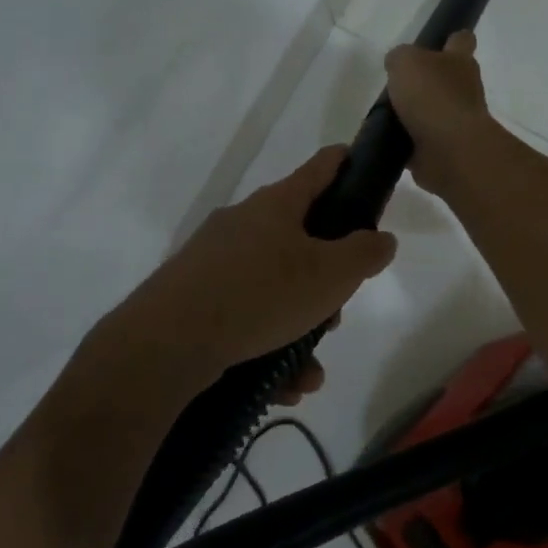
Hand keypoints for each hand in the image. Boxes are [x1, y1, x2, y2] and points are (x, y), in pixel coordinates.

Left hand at [116, 146, 397, 377]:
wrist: (166, 342)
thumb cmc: (260, 293)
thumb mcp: (331, 275)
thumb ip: (365, 253)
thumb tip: (381, 238)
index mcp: (277, 205)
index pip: (321, 167)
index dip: (346, 163)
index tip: (361, 164)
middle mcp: (244, 223)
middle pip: (301, 237)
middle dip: (327, 278)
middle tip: (335, 311)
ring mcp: (215, 260)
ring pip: (275, 286)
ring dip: (300, 325)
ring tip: (309, 368)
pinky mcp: (195, 296)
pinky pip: (247, 314)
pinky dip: (269, 344)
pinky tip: (283, 383)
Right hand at [384, 31, 499, 194]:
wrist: (449, 150)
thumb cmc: (432, 96)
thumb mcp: (406, 62)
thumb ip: (399, 57)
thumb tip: (397, 65)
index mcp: (460, 62)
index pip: (462, 40)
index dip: (451, 38)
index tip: (437, 41)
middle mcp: (464, 90)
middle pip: (446, 79)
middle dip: (426, 81)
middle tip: (397, 82)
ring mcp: (455, 122)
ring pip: (433, 111)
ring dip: (414, 113)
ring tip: (384, 113)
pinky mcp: (443, 149)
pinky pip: (421, 141)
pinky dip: (406, 141)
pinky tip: (386, 139)